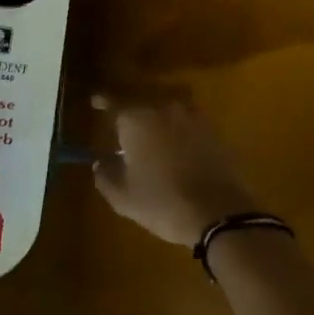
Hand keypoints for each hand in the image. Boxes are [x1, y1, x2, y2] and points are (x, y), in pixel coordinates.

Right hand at [90, 95, 255, 245]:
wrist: (218, 212)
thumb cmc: (163, 203)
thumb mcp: (124, 197)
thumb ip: (106, 176)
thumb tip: (100, 163)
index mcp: (137, 121)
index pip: (113, 105)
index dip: (103, 103)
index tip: (95, 102)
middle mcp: (163, 110)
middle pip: (143, 108)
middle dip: (134, 120)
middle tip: (128, 140)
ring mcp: (192, 117)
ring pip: (168, 115)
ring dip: (160, 125)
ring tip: (156, 146)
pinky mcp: (214, 130)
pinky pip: (189, 125)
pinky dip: (181, 134)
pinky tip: (180, 152)